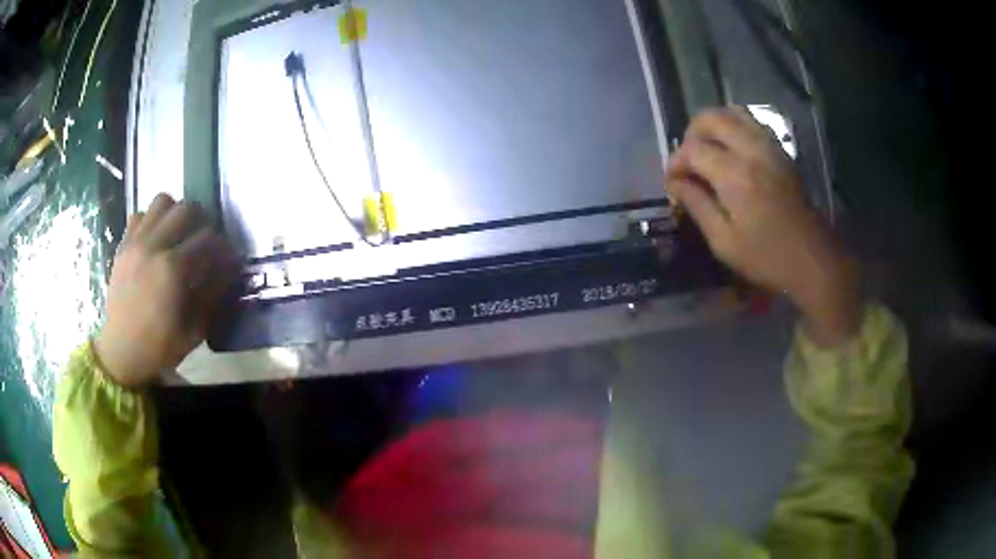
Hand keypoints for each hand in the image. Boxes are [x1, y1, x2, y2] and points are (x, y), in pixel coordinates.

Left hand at [94, 194, 237, 386]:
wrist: (122, 352)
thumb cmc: (160, 345)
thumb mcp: (195, 329)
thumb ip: (213, 292)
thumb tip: (229, 266)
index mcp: (173, 270)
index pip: (208, 238)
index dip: (222, 247)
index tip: (226, 258)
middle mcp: (154, 246)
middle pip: (186, 208)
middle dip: (201, 221)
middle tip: (203, 240)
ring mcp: (135, 242)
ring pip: (162, 201)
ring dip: (175, 212)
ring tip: (178, 233)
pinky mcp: (123, 245)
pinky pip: (140, 215)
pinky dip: (151, 220)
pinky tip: (155, 240)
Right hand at [666, 107, 859, 346]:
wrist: (813, 259)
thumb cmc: (767, 258)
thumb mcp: (724, 242)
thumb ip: (697, 205)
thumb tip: (675, 183)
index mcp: (734, 175)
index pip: (692, 149)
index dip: (675, 163)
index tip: (672, 183)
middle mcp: (751, 150)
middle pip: (711, 117)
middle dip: (691, 135)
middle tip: (688, 162)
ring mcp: (769, 146)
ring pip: (732, 112)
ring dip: (714, 126)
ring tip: (709, 151)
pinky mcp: (781, 151)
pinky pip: (752, 123)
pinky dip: (735, 127)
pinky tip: (732, 152)